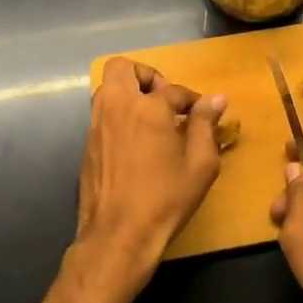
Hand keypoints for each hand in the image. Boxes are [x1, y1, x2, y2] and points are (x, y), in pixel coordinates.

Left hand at [76, 57, 226, 266]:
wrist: (119, 234)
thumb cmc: (166, 199)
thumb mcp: (200, 164)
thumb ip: (206, 125)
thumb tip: (215, 98)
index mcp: (147, 108)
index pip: (173, 89)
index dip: (191, 99)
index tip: (202, 113)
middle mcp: (116, 108)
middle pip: (122, 68)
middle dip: (146, 76)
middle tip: (164, 100)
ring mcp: (96, 126)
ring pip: (106, 89)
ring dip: (128, 93)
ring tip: (151, 120)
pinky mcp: (87, 146)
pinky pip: (101, 115)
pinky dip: (118, 116)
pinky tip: (136, 143)